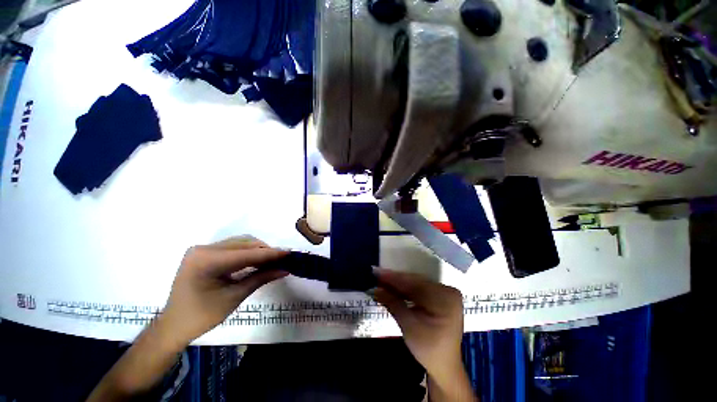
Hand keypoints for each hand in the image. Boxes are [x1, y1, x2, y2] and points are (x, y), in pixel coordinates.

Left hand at [158, 236, 288, 346]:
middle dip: (265, 251)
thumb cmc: (202, 316)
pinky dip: (248, 253)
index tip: (289, 253)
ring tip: (272, 260)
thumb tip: (285, 269)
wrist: (173, 325)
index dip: (270, 254)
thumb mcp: (234, 297)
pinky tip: (258, 260)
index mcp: (206, 261)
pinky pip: (233, 248)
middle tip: (282, 259)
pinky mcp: (205, 253)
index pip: (246, 254)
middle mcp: (203, 249)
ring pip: (240, 243)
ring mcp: (203, 249)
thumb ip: (261, 278)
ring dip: (258, 251)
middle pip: (244, 244)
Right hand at [373, 268, 464, 383]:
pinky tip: (393, 287)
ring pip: (416, 284)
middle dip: (395, 280)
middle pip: (416, 282)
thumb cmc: (428, 349)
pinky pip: (420, 288)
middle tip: (376, 275)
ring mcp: (445, 292)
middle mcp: (447, 291)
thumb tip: (376, 289)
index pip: (415, 284)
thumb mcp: (409, 326)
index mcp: (445, 299)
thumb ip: (393, 303)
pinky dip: (406, 289)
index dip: (394, 278)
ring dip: (399, 284)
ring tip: (381, 280)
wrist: (444, 365)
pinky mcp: (440, 295)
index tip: (377, 273)